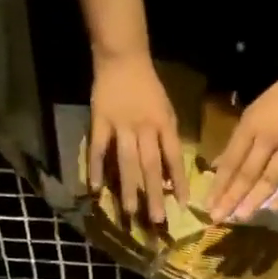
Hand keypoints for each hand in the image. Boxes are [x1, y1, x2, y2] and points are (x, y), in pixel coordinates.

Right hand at [89, 53, 187, 224]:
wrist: (123, 58)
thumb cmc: (149, 89)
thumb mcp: (167, 112)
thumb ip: (168, 142)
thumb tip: (167, 177)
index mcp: (164, 124)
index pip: (174, 158)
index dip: (178, 182)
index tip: (181, 206)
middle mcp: (144, 127)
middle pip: (150, 165)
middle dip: (154, 194)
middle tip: (157, 220)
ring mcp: (120, 125)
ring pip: (126, 162)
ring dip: (129, 188)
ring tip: (131, 212)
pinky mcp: (99, 121)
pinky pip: (97, 148)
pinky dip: (96, 168)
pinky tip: (95, 189)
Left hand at [209, 69, 277, 223]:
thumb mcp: (253, 113)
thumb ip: (237, 142)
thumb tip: (218, 166)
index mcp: (250, 126)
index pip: (231, 161)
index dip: (219, 184)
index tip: (208, 204)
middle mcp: (268, 138)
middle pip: (247, 173)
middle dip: (231, 198)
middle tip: (219, 218)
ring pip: (269, 179)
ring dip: (254, 200)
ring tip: (241, 217)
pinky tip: (274, 209)